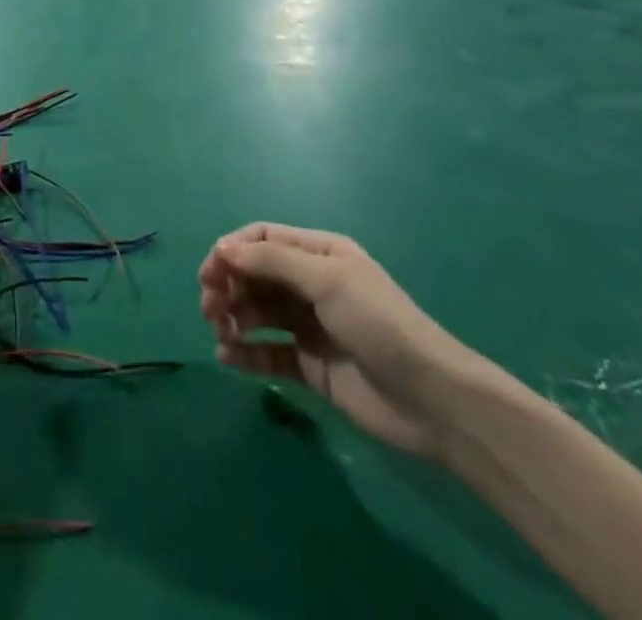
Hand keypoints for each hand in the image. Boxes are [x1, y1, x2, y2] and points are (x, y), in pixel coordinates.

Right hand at [199, 223, 479, 455]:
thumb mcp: (327, 281)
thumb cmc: (379, 324)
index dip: (232, 251)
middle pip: (255, 276)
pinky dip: (245, 353)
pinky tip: (228, 358)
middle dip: (228, 286)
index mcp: (319, 254)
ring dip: (233, 318)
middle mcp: (311, 285)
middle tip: (210, 308)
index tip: (209, 272)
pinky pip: (268, 352)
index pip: (263, 240)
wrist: (431, 400)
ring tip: (221, 333)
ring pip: (257, 312)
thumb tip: (222, 249)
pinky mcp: (310, 366)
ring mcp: (309, 326)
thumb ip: (272, 263)